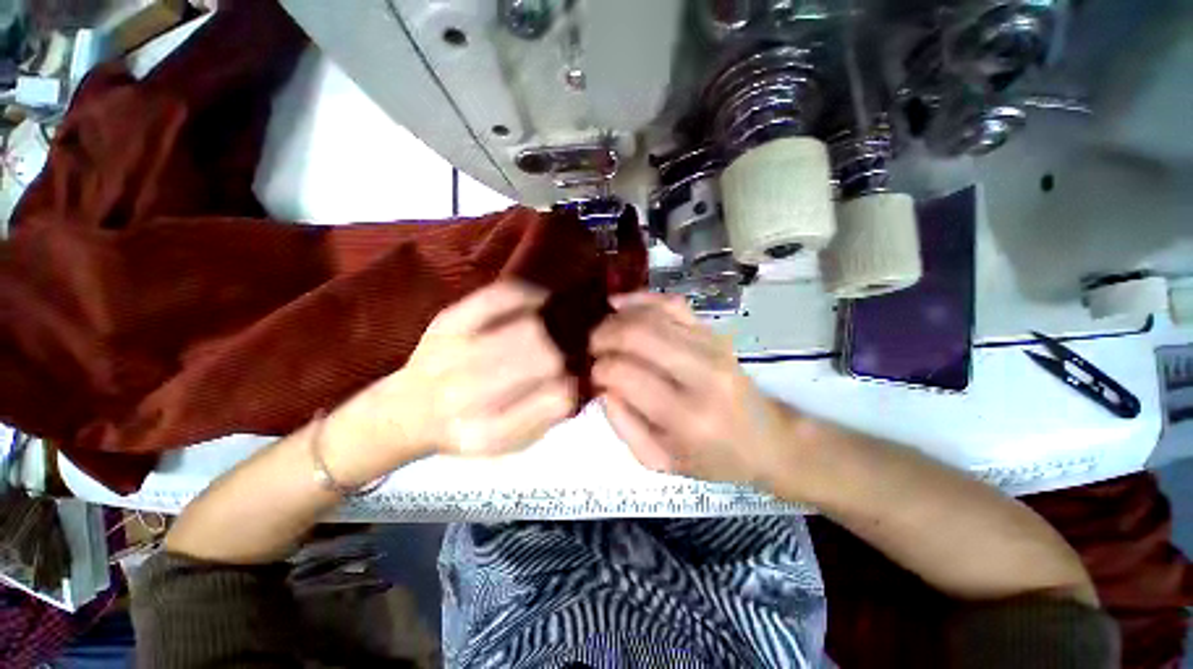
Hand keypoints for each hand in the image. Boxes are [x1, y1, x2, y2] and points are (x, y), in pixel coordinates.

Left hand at [324, 282, 575, 482]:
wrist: (404, 412)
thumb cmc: (464, 431)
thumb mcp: (507, 444)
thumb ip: (547, 418)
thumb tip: (581, 381)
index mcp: (488, 432)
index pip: (556, 398)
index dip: (574, 383)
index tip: (576, 377)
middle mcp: (468, 395)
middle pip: (544, 357)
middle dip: (565, 352)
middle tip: (569, 350)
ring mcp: (454, 353)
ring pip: (529, 326)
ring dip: (553, 326)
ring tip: (558, 328)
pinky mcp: (448, 322)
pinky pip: (500, 297)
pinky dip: (529, 294)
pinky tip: (540, 301)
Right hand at [591, 293, 794, 485]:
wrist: (766, 439)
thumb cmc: (712, 458)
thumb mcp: (660, 461)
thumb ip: (624, 426)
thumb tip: (603, 386)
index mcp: (685, 415)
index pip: (625, 373)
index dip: (599, 370)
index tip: (594, 375)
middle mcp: (701, 373)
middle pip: (637, 335)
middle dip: (603, 336)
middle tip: (592, 348)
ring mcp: (711, 346)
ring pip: (652, 314)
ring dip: (618, 319)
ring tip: (603, 332)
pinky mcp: (713, 332)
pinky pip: (672, 303)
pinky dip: (642, 298)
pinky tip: (620, 303)